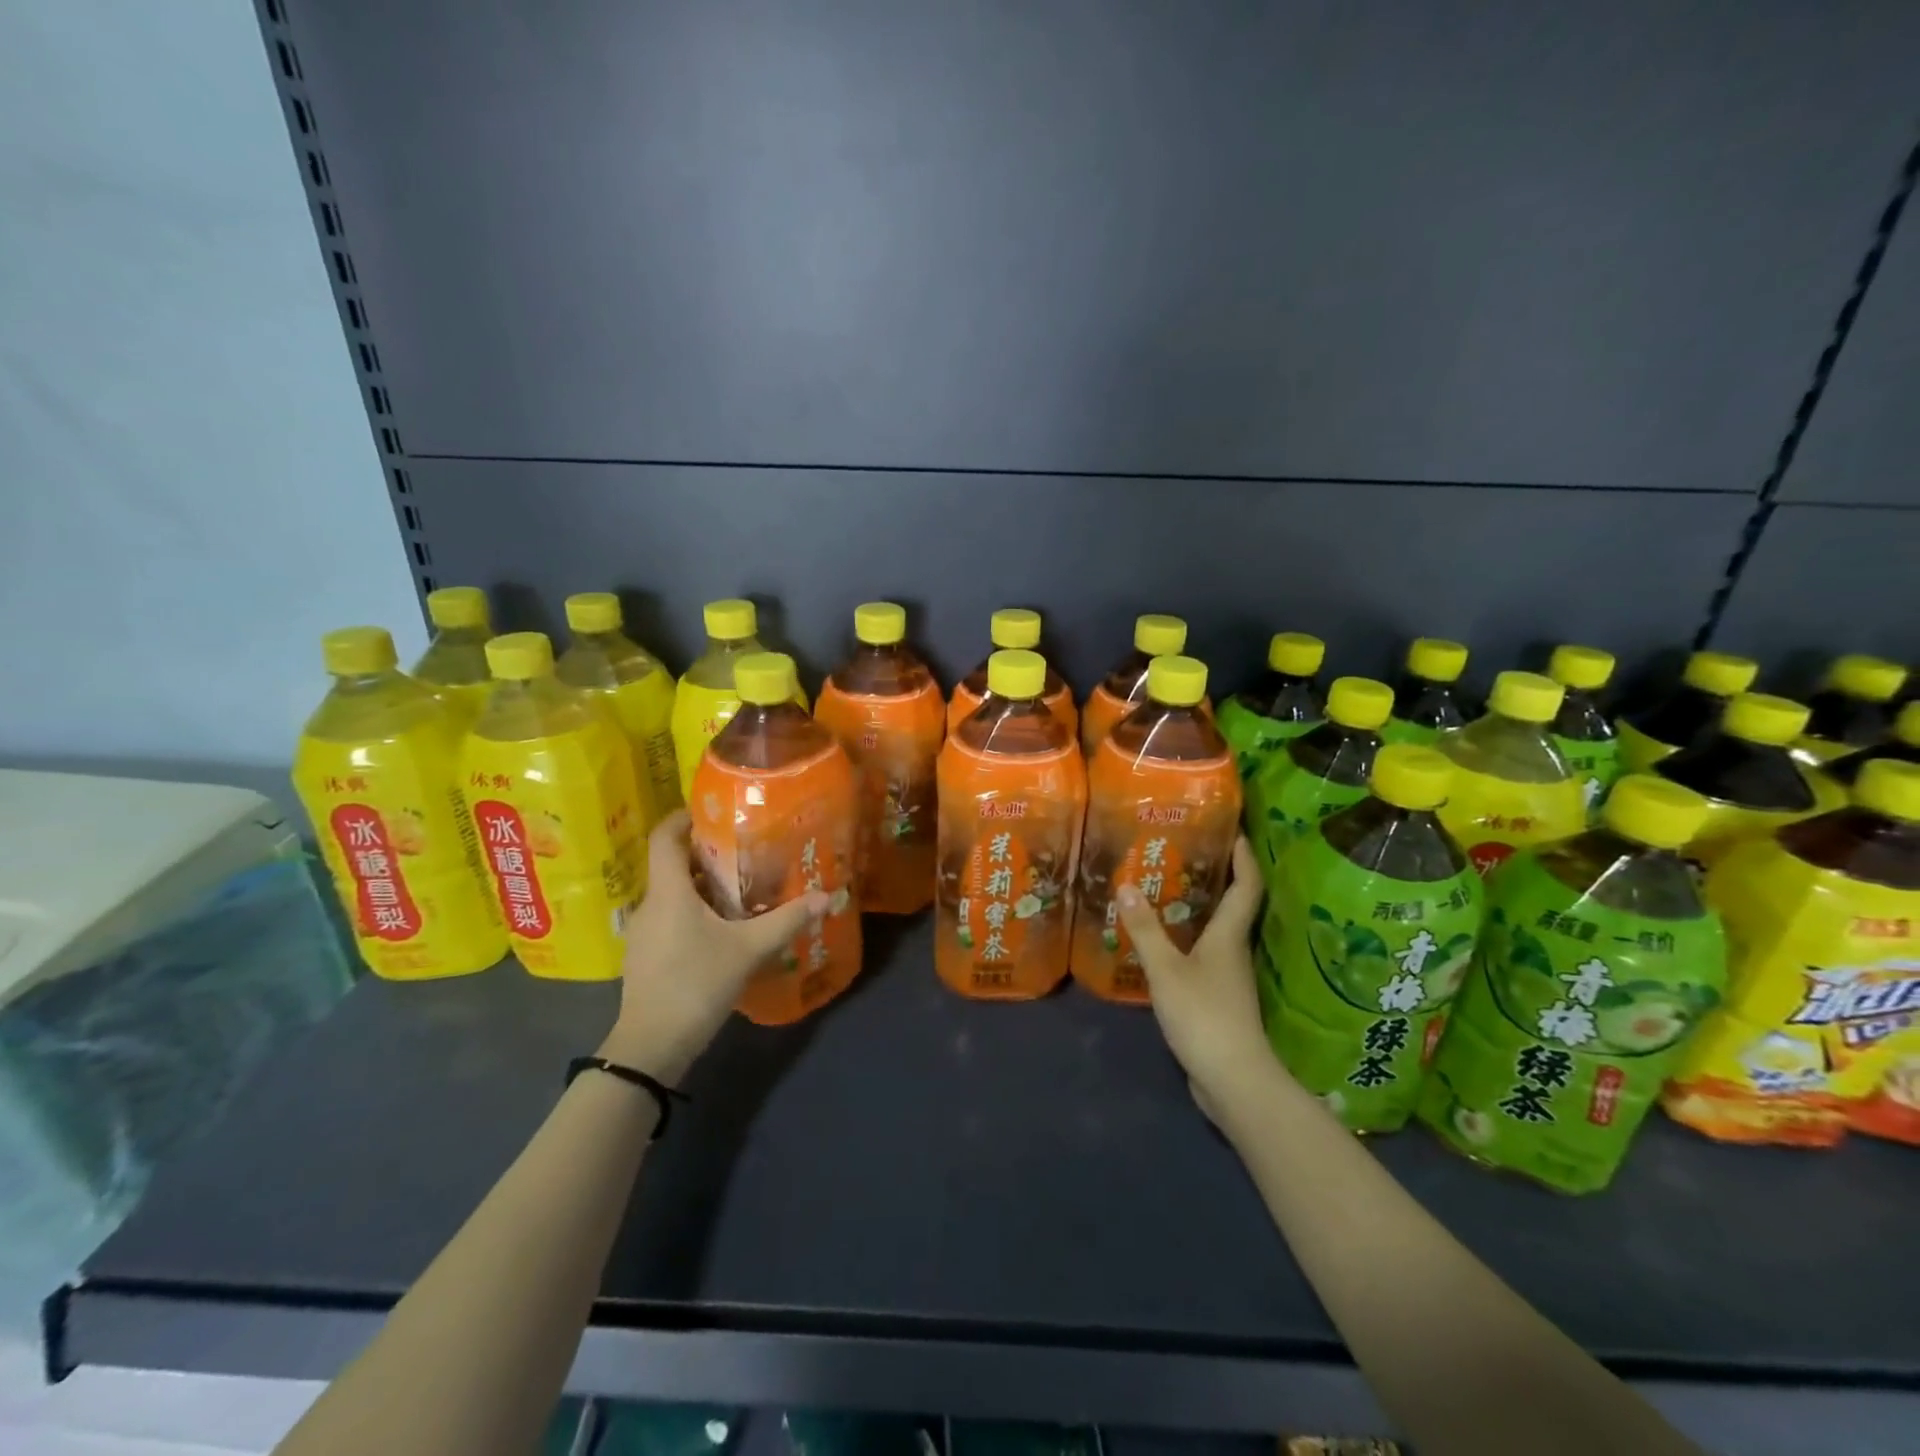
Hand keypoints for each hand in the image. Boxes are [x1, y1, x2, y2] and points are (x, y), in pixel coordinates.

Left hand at [601, 811, 826, 1081]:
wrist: (652, 1047)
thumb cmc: (696, 984)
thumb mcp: (749, 949)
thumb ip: (787, 920)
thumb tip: (827, 896)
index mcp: (668, 891)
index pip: (665, 836)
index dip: (684, 816)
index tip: (715, 811)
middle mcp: (650, 904)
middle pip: (673, 863)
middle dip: (706, 852)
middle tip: (745, 849)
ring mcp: (643, 932)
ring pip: (673, 893)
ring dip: (703, 884)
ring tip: (741, 886)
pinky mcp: (645, 955)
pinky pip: (670, 917)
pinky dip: (694, 910)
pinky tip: (723, 927)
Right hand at [1115, 836, 1287, 1117]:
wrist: (1233, 1080)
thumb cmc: (1204, 1016)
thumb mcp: (1166, 970)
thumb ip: (1145, 930)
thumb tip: (1126, 886)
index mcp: (1229, 936)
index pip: (1247, 886)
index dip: (1244, 856)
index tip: (1235, 830)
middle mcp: (1234, 950)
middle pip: (1234, 905)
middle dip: (1218, 876)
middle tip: (1187, 852)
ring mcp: (1229, 978)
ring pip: (1218, 932)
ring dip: (1200, 909)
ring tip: (1168, 889)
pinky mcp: (1220, 1000)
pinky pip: (1205, 956)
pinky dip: (1189, 940)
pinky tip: (1165, 942)